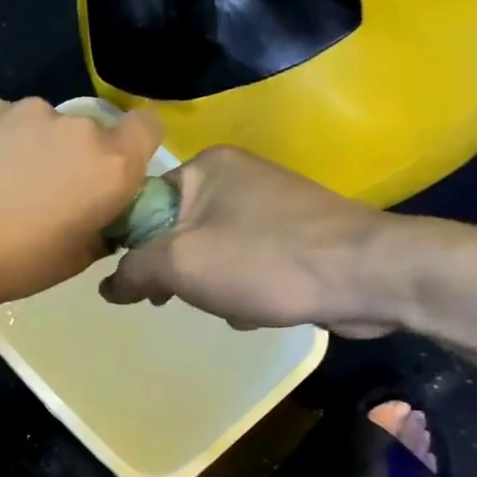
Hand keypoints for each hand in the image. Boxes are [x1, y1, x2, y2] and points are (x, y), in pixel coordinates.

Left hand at [0, 96, 161, 312]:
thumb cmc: (10, 264)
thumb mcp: (71, 262)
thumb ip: (101, 231)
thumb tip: (102, 219)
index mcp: (111, 165)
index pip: (148, 128)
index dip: (133, 149)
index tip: (109, 177)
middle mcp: (77, 127)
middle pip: (91, 132)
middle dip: (75, 157)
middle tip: (44, 196)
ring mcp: (26, 110)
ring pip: (44, 125)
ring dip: (33, 147)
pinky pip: (2, 120)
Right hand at [99, 146, 410, 336]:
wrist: (369, 276)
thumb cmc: (265, 261)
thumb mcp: (181, 264)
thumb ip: (134, 271)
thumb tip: (107, 286)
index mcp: (206, 167)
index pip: (141, 202)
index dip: (126, 244)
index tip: (127, 281)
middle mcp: (236, 177)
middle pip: (174, 231)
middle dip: (172, 272)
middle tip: (171, 299)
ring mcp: (268, 206)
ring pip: (209, 253)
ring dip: (208, 286)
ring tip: (224, 306)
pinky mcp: (292, 236)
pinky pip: (243, 264)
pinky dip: (241, 289)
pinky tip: (254, 310)